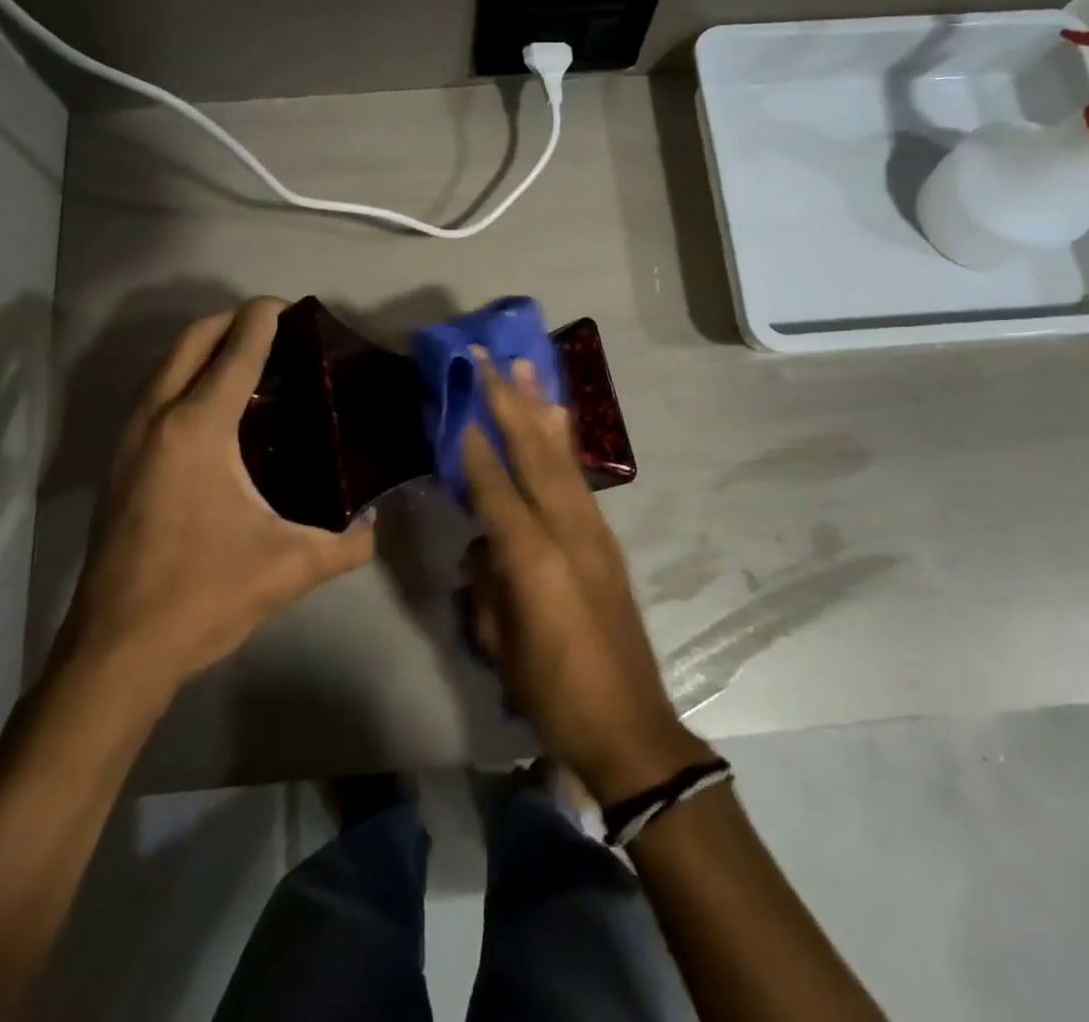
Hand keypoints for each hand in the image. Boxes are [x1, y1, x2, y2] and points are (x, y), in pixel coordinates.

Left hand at [60, 298, 374, 686]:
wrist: (116, 650)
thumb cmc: (202, 595)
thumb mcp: (290, 567)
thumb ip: (348, 544)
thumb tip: (377, 527)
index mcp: (198, 428)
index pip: (235, 350)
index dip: (264, 318)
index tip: (292, 307)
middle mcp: (156, 418)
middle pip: (191, 340)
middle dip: (231, 321)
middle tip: (276, 330)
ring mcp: (129, 440)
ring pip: (165, 365)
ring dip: (204, 349)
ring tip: (251, 364)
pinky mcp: (118, 464)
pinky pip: (154, 395)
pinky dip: (185, 379)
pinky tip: (217, 415)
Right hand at [462, 355, 714, 806]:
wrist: (631, 727)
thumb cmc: (554, 694)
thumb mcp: (502, 646)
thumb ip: (489, 584)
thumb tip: (485, 545)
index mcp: (535, 559)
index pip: (495, 488)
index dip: (474, 447)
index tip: (457, 402)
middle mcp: (568, 531)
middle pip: (534, 455)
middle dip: (508, 404)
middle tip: (490, 360)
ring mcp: (593, 532)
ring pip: (561, 456)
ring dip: (540, 410)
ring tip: (525, 369)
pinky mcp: (606, 540)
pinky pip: (577, 477)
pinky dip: (563, 442)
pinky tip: (556, 420)